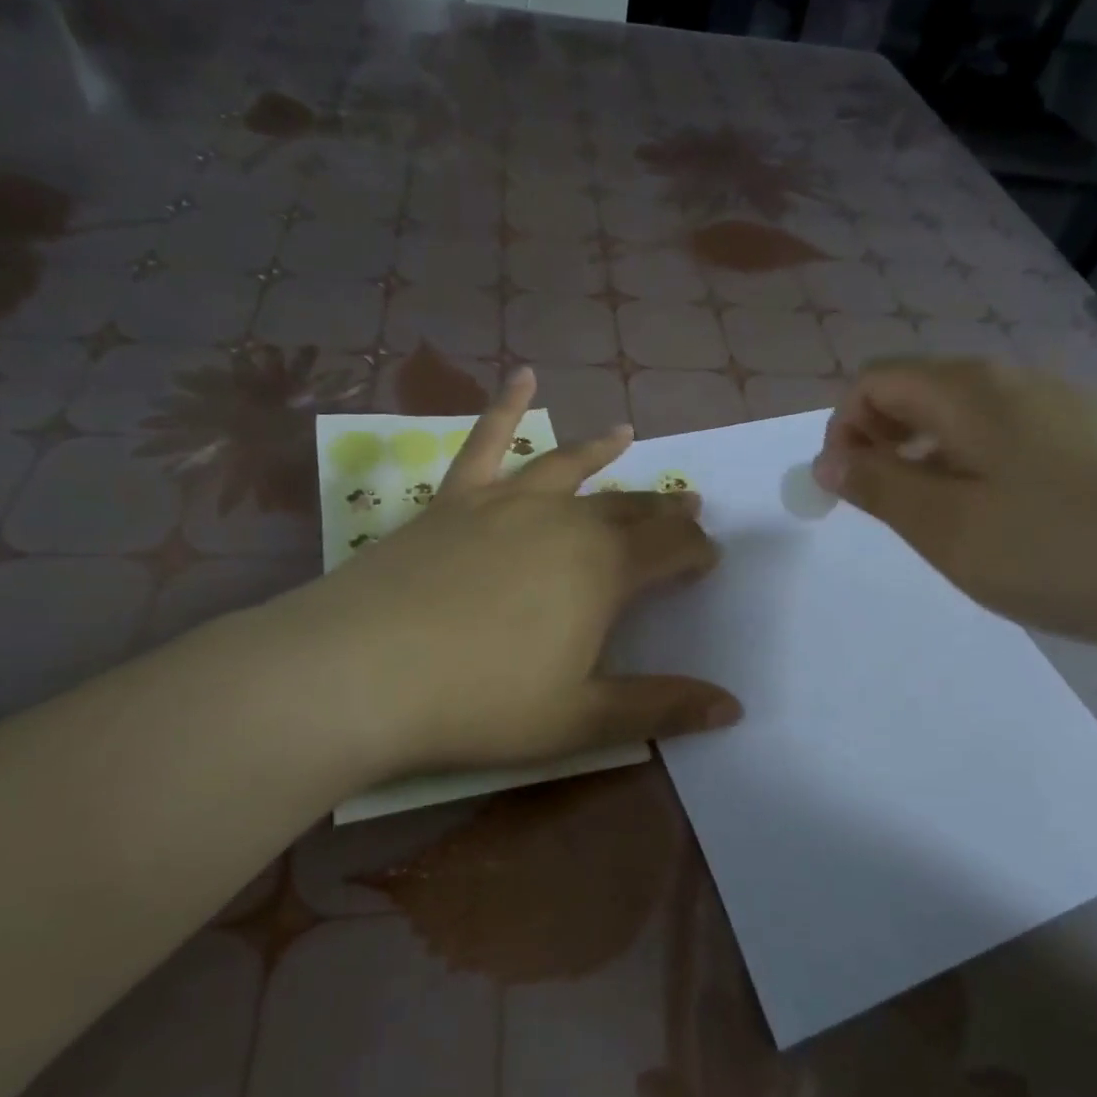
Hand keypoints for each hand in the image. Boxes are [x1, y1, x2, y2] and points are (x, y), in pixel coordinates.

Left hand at [246, 370, 739, 781]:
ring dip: (602, 451)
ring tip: (627, 434)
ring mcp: (506, 502)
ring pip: (569, 467)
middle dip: (663, 509)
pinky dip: (507, 406)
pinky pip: (485, 442)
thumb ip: (660, 708)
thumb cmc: (480, 703)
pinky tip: (523, 376)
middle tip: (687, 504)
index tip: (710, 558)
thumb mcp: (581, 720)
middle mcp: (564, 522)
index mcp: (603, 571)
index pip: (670, 550)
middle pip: (628, 508)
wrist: (362, 672)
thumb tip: (734, 707)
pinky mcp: (455, 499)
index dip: (696, 552)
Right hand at [813, 358, 1096, 658]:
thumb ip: (878, 488)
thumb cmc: (1062, 549)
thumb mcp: (948, 528)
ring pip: (966, 418)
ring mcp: (1064, 410)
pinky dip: (978, 469)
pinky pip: (1011, 439)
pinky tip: (1006, 523)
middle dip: (884, 443)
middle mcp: (1015, 384)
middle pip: (920, 392)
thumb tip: (828, 460)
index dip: (843, 428)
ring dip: (930, 460)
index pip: (875, 380)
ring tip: (944, 523)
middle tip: (889, 510)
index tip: (846, 489)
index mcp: (968, 391)